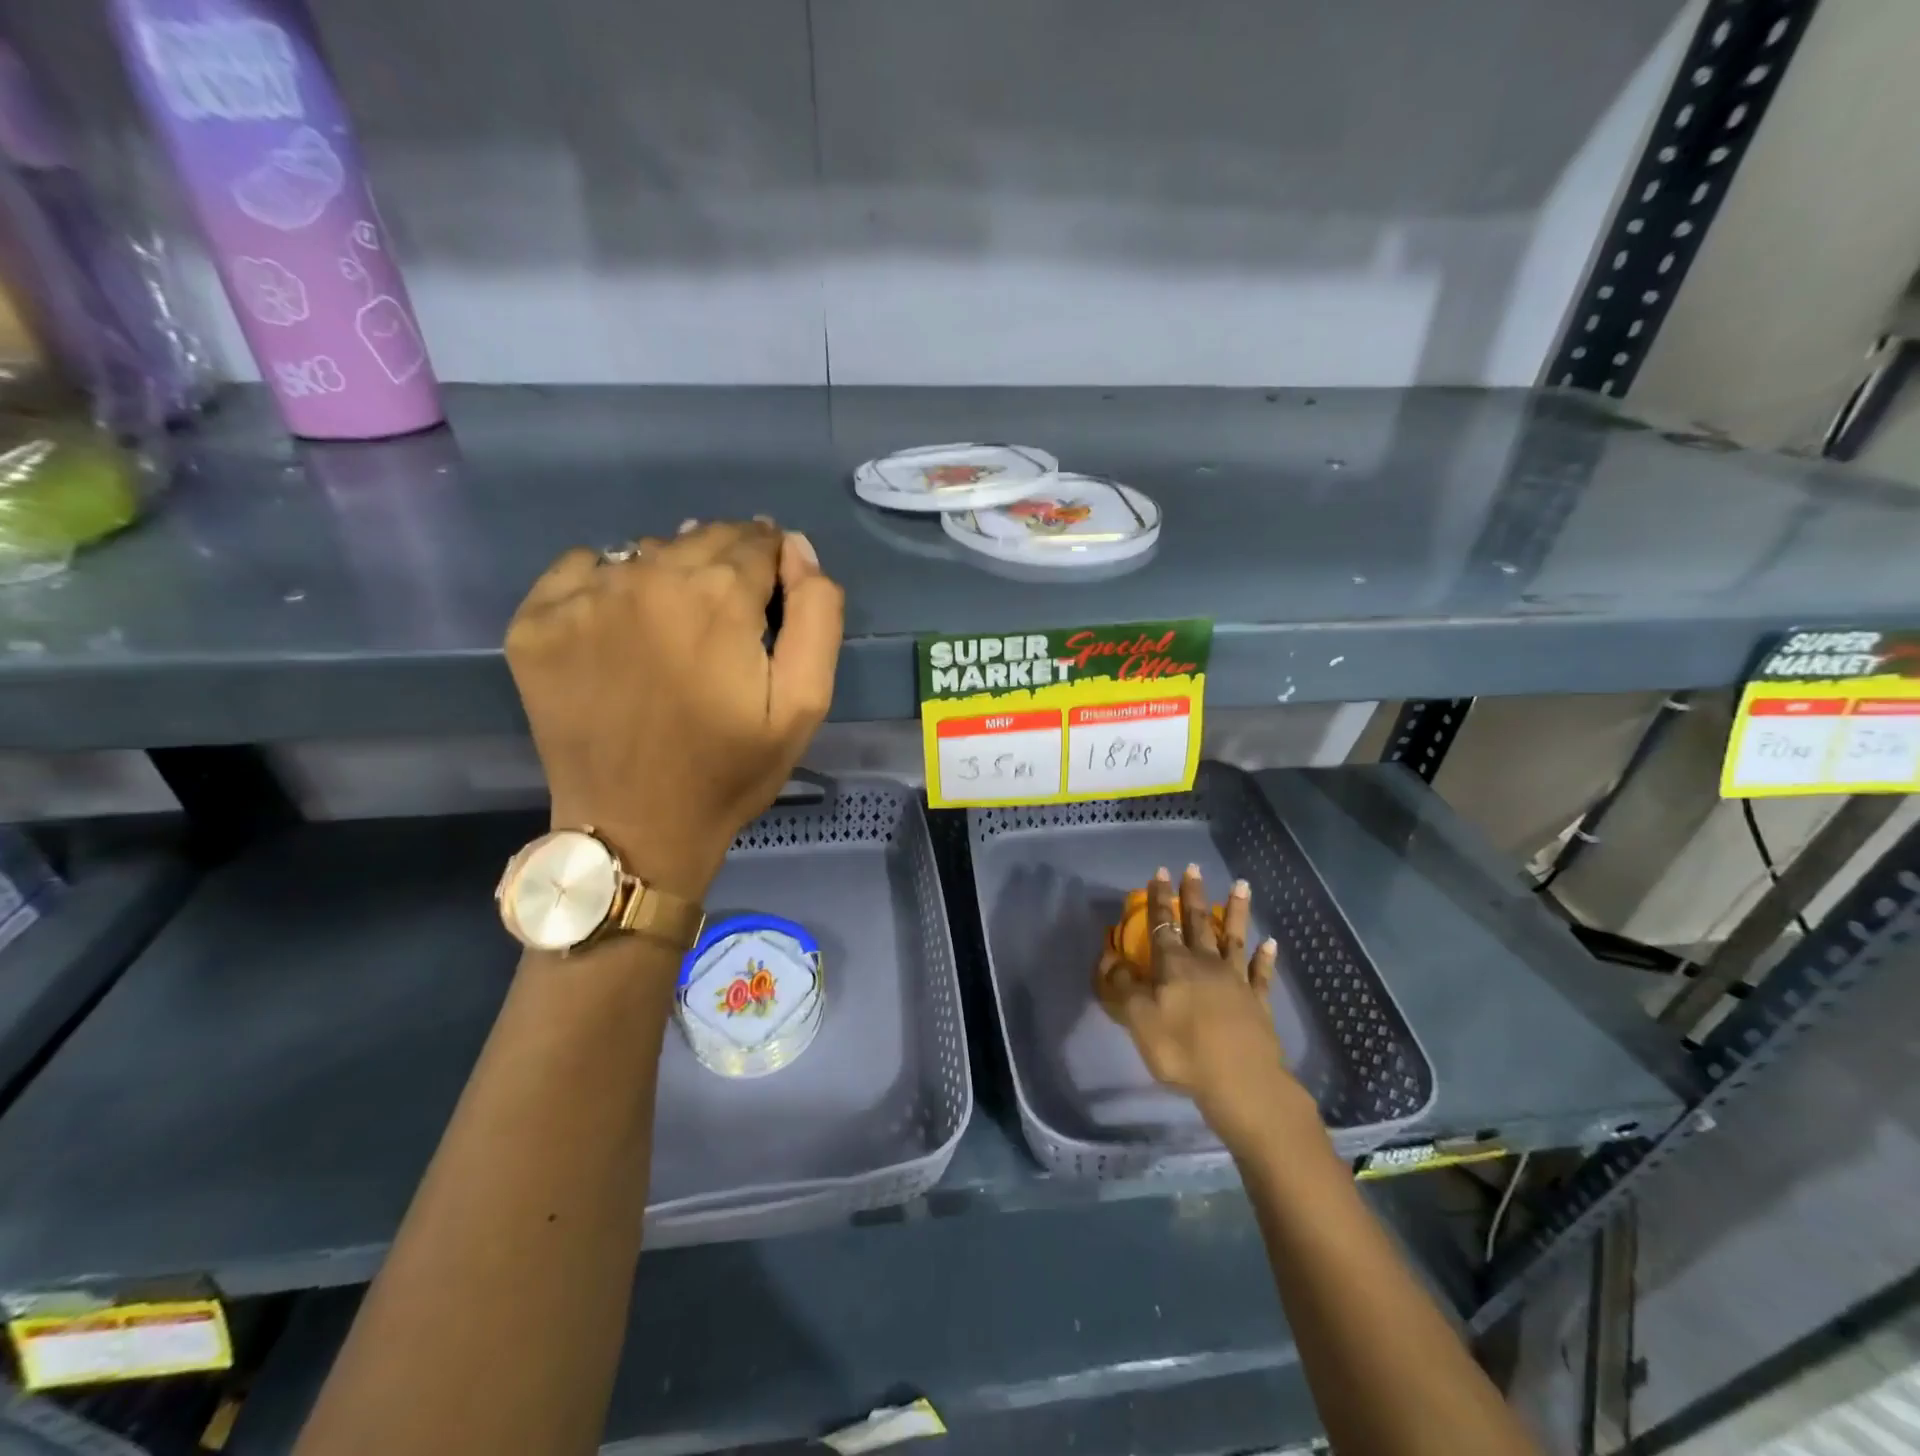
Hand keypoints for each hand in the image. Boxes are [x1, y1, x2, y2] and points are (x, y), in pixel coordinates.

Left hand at [505, 519, 842, 899]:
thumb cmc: (729, 770)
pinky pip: (583, 569)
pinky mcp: (535, 622)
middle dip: (726, 566)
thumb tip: (797, 548)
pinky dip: (607, 585)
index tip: (769, 604)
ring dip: (670, 576)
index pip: (757, 541)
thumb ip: (816, 616)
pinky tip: (621, 631)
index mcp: (716, 596)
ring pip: (645, 553)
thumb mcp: (804, 704)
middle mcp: (645, 578)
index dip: (772, 566)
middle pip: (701, 537)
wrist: (634, 830)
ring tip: (676, 633)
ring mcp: (582, 598)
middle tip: (727, 622)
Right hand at [1096, 865, 1312, 1148]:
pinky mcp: (1258, 1003)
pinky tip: (1271, 942)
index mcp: (1174, 965)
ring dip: (1236, 911)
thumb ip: (1121, 986)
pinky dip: (1266, 957)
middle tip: (1193, 868)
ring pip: (1234, 938)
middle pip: (1198, 922)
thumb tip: (1109, 957)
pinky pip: (1261, 974)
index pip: (1162, 924)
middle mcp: (1205, 963)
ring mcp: (1236, 981)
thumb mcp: (1138, 1018)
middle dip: (1193, 894)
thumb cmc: (1182, 1049)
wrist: (1240, 1082)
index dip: (1158, 899)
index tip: (1159, 872)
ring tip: (1241, 885)